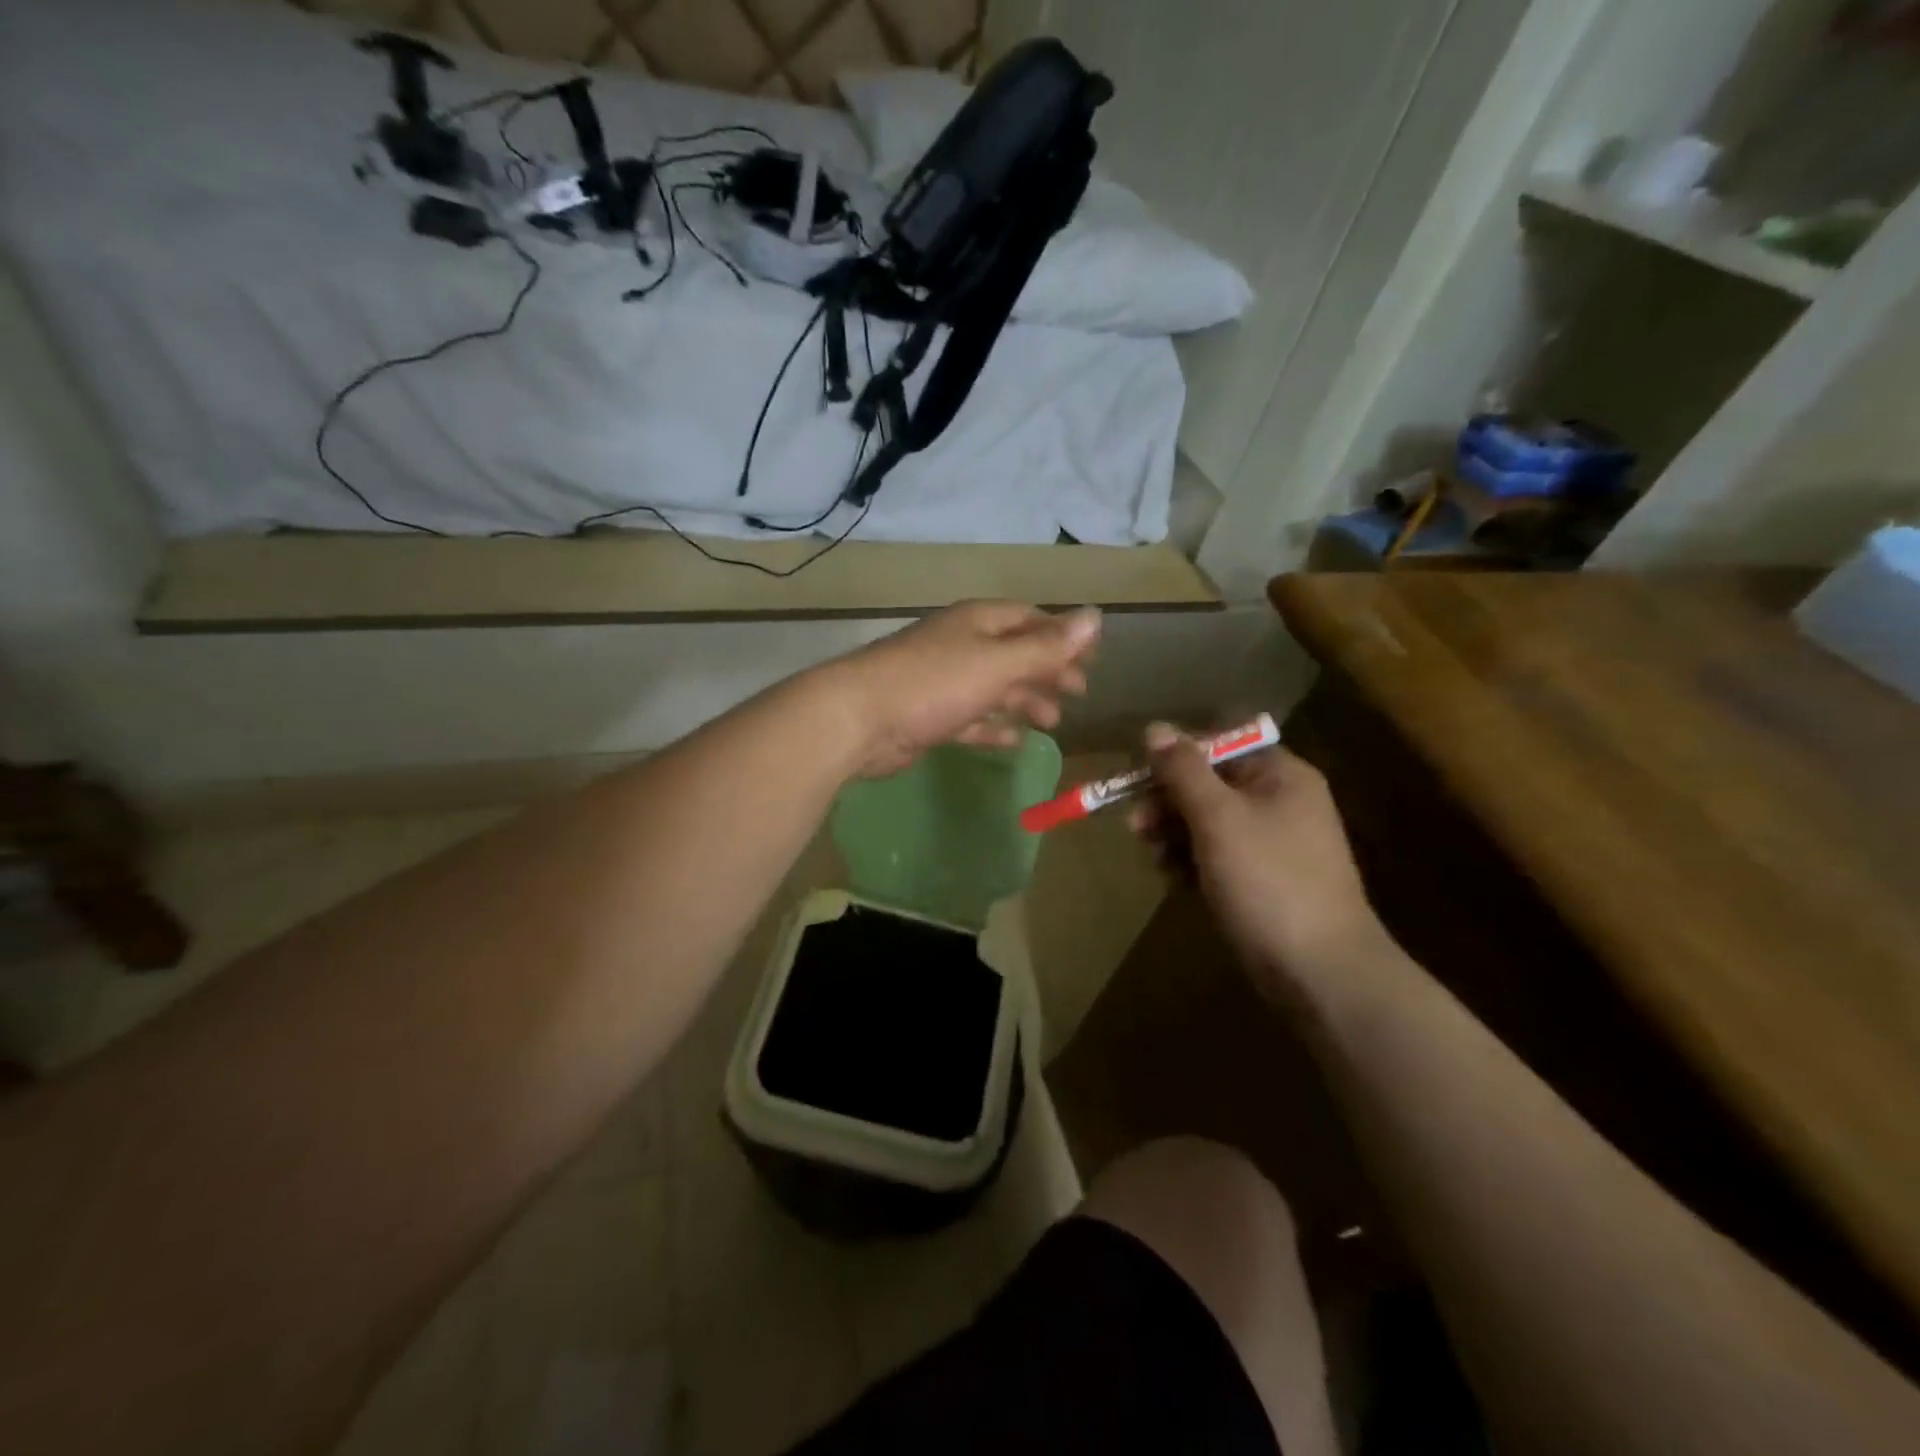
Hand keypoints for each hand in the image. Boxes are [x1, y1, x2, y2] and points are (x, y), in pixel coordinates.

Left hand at [828, 601, 1101, 777]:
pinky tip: (1012, 741)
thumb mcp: (997, 663)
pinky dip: (993, 728)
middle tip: (1079, 694)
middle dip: (1048, 672)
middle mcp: (961, 646)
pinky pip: (971, 719)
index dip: (1064, 636)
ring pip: (994, 688)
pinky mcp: (929, 717)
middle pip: (1015, 654)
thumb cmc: (934, 683)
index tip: (1094, 660)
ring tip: (1052, 722)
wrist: (858, 720)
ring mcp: (943, 682)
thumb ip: (1046, 646)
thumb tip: (1095, 616)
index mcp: (978, 623)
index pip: (1031, 619)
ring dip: (1024, 701)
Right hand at [1131, 724, 1391, 1005]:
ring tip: (1155, 859)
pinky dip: (1191, 863)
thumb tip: (1155, 727)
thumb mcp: (1218, 818)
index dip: (1179, 755)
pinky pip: (1216, 856)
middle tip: (1136, 826)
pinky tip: (1175, 881)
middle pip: (1210, 783)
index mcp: (1280, 775)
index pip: (1221, 743)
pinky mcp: (1262, 880)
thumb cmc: (1268, 881)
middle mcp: (1278, 801)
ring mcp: (1272, 844)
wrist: (1320, 971)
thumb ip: (1183, 771)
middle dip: (1168, 801)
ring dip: (1174, 834)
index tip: (1142, 777)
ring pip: (1207, 822)